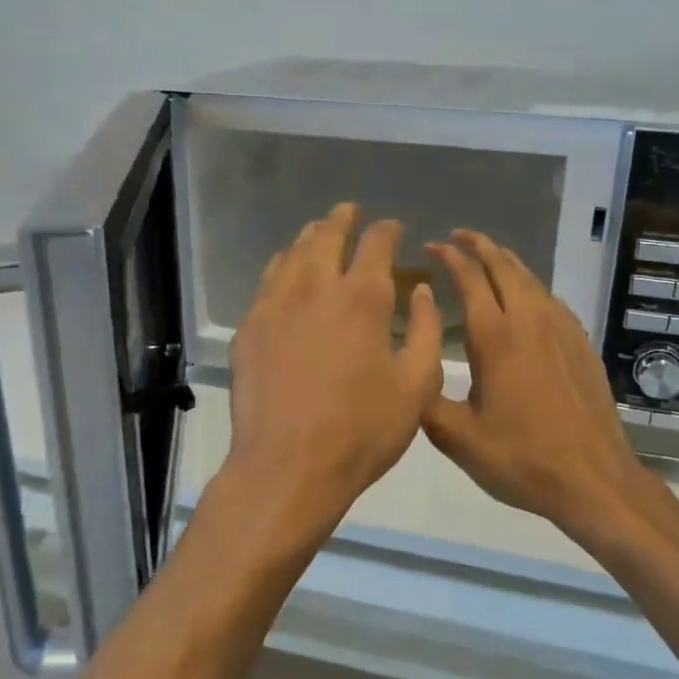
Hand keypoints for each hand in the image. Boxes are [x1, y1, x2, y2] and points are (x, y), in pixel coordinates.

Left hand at [222, 204, 444, 542]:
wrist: (288, 466)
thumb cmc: (362, 430)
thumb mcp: (416, 386)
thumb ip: (427, 332)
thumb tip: (422, 291)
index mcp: (362, 298)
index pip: (376, 243)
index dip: (387, 230)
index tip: (393, 229)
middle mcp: (315, 288)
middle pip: (327, 235)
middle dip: (343, 219)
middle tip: (350, 212)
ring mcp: (276, 305)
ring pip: (293, 253)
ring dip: (311, 237)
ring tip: (320, 232)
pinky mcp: (250, 327)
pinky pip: (268, 281)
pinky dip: (283, 265)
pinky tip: (286, 271)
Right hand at [424, 231, 668, 550]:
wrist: (593, 479)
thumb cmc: (520, 458)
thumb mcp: (457, 438)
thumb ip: (425, 398)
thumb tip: (410, 365)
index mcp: (495, 337)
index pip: (469, 278)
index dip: (449, 256)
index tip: (432, 246)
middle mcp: (529, 321)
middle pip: (503, 265)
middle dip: (478, 245)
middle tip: (457, 237)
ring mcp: (561, 330)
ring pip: (530, 278)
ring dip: (505, 261)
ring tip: (487, 258)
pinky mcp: (580, 344)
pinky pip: (550, 298)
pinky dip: (528, 285)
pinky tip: (524, 299)